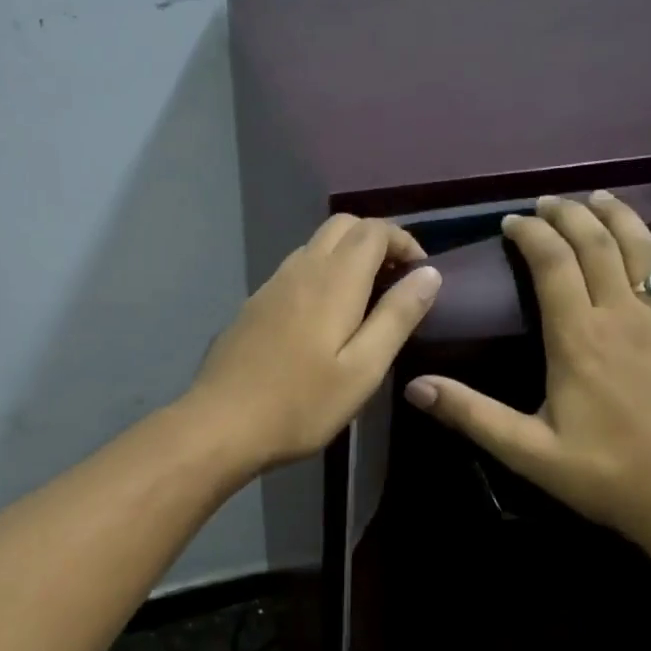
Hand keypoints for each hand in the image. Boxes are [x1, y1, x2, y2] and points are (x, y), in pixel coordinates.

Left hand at [188, 214, 439, 471]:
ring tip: (365, 301)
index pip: (373, 230)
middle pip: (342, 226)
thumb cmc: (301, 404)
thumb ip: (397, 317)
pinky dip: (320, 275)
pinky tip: (323, 320)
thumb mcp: (363, 369)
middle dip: (376, 241)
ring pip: (315, 247)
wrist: (221, 424)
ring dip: (346, 257)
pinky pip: (294, 271)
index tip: (421, 274)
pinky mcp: (252, 306)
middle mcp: (300, 269)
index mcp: (333, 280)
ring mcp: (270, 286)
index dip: (403, 241)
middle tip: (395, 282)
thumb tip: (429, 274)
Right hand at [403, 192, 650, 547]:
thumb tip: (415, 387)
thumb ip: (471, 414)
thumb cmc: (603, 476)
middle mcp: (623, 317)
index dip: (531, 235)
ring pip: (642, 251)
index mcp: (578, 339)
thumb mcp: (527, 451)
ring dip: (618, 217)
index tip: (512, 222)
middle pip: (596, 245)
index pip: (553, 264)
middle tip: (545, 204)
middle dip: (569, 216)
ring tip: (596, 198)